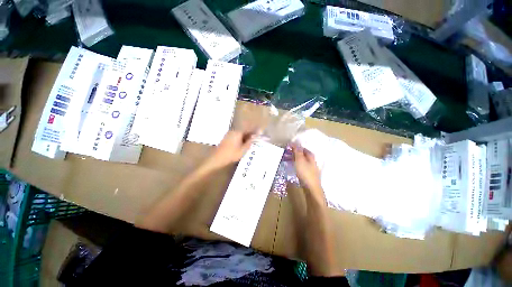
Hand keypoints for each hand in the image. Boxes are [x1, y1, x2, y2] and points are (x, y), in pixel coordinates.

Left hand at [202, 130, 254, 170]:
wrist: (217, 159)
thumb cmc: (231, 154)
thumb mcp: (243, 150)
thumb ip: (249, 142)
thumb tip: (255, 137)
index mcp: (238, 133)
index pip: (249, 130)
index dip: (255, 131)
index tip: (260, 132)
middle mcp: (233, 131)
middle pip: (244, 131)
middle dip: (250, 135)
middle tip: (256, 139)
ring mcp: (229, 134)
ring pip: (240, 134)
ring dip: (245, 138)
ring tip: (250, 143)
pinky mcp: (226, 138)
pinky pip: (236, 137)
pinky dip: (240, 140)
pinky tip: (242, 145)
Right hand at [292, 145, 324, 203]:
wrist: (311, 188)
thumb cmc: (305, 172)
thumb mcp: (300, 160)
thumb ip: (297, 151)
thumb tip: (295, 143)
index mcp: (310, 155)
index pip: (302, 148)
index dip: (295, 147)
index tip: (287, 147)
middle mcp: (311, 160)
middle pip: (302, 154)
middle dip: (294, 153)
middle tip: (286, 153)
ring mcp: (310, 167)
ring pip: (301, 160)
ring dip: (294, 159)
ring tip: (287, 160)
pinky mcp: (308, 173)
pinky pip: (301, 166)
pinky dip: (296, 164)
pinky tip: (292, 166)